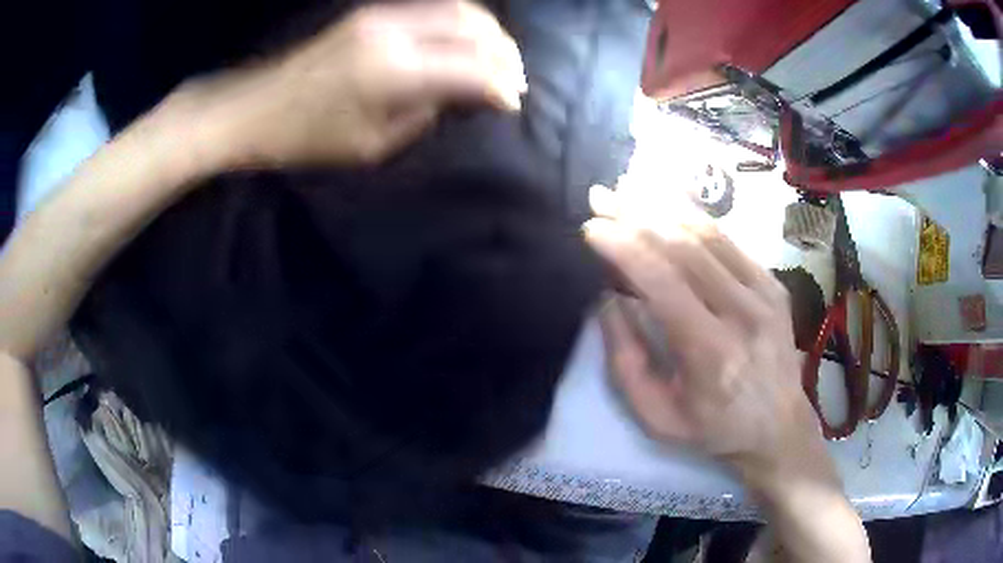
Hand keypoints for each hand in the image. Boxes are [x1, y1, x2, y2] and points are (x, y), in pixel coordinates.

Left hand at [170, 0, 526, 166]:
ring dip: (488, 32)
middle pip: (474, 29)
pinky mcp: (374, 12)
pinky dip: (463, 21)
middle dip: (505, 55)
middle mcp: (395, 32)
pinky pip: (436, 7)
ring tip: (500, 57)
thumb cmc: (310, 138)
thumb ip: (426, 113)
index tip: (514, 103)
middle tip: (516, 79)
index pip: (472, 69)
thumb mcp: (373, 143)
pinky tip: (469, 38)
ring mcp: (383, 15)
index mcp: (393, 73)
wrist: (258, 107)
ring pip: (460, 9)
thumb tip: (463, 94)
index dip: (502, 86)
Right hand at [585, 186, 837, 494]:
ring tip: (628, 188)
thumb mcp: (656, 416)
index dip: (624, 247)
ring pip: (708, 234)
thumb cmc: (712, 428)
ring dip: (663, 207)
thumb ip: (626, 361)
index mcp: (711, 352)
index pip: (663, 282)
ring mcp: (765, 293)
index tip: (591, 227)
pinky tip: (668, 205)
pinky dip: (694, 219)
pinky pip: (729, 241)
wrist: (777, 426)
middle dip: (636, 215)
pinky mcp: (773, 284)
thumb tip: (608, 300)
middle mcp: (743, 313)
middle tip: (601, 196)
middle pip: (685, 247)